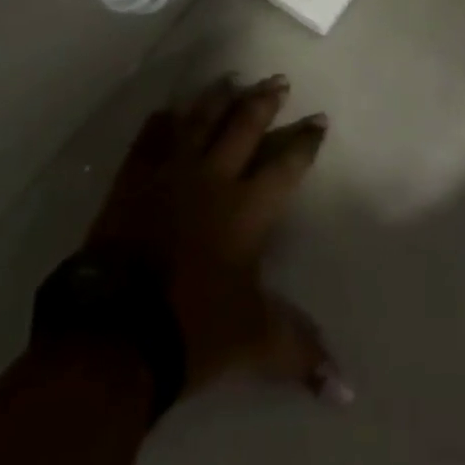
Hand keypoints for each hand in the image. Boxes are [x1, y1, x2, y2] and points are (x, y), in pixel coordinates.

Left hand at [84, 75, 350, 405]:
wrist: (117, 328)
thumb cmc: (193, 326)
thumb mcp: (253, 337)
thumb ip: (299, 348)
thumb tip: (347, 387)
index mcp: (247, 208)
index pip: (285, 164)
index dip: (304, 141)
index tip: (319, 118)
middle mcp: (214, 177)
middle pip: (244, 126)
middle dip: (264, 101)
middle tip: (279, 79)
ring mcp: (171, 172)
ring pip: (200, 120)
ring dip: (219, 97)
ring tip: (233, 77)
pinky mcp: (134, 179)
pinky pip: (151, 138)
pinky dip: (162, 122)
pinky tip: (169, 110)